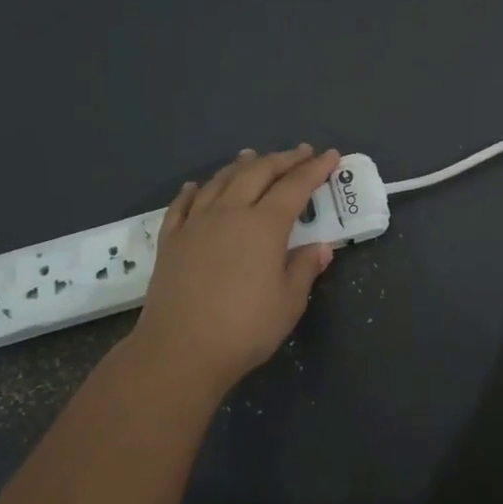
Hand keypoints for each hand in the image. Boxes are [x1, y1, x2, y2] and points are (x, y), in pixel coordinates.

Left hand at [134, 145, 340, 389]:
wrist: (179, 351)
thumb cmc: (244, 329)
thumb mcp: (289, 303)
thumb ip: (304, 269)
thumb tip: (320, 247)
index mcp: (264, 226)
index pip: (295, 187)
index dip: (315, 169)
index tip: (331, 155)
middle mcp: (229, 213)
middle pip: (258, 173)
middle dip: (282, 159)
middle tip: (300, 152)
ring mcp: (196, 224)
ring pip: (220, 181)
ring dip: (241, 165)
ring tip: (253, 155)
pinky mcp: (171, 241)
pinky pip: (181, 205)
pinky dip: (193, 190)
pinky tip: (196, 185)